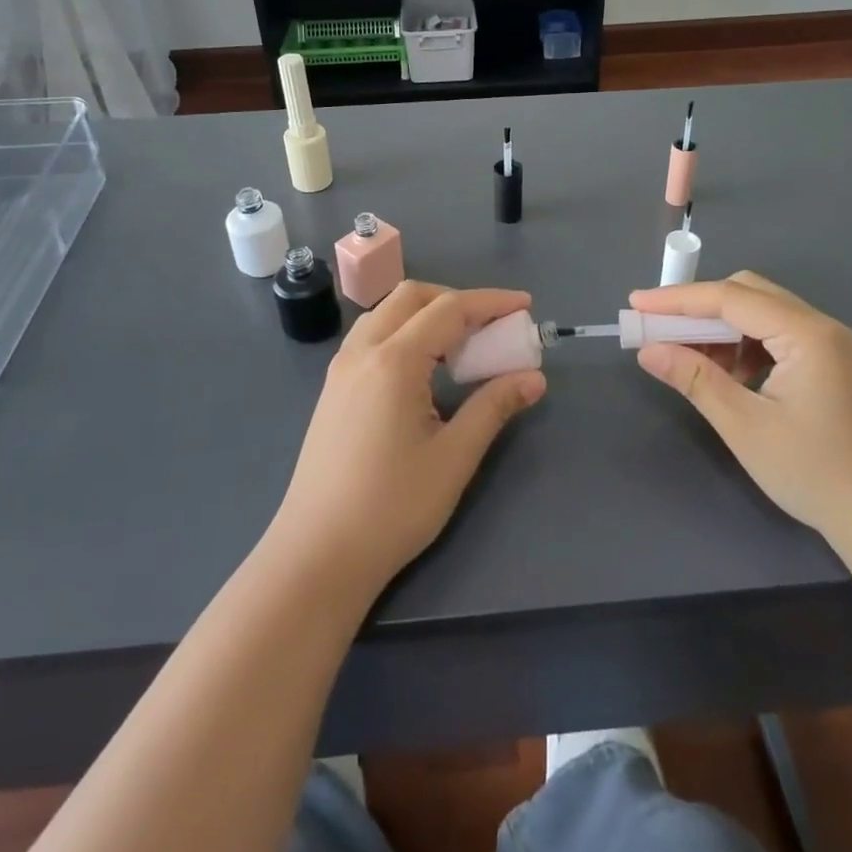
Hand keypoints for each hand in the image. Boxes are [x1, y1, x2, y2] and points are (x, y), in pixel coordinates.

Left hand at [270, 282, 545, 596]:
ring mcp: (341, 369)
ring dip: (426, 313)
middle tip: (491, 326)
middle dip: (456, 299)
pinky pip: (371, 337)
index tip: (525, 305)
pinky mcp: (333, 389)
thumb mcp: (454, 457)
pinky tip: (422, 369)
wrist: (317, 555)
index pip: (449, 309)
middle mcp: (362, 351)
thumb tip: (534, 378)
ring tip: (460, 345)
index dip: (491, 302)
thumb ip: (494, 407)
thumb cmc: (392, 508)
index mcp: (393, 361)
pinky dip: (403, 332)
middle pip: (412, 296)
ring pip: (386, 313)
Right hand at [631, 272, 851, 542]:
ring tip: (688, 359)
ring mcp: (830, 346)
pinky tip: (728, 377)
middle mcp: (821, 327)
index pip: (730, 298)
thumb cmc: (816, 473)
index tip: (635, 304)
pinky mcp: (831, 366)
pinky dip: (744, 346)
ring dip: (721, 329)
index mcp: (806, 333)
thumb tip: (648, 350)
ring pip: (761, 314)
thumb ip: (694, 379)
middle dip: (698, 308)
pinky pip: (776, 337)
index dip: (677, 299)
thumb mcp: (745, 426)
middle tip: (658, 331)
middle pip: (748, 294)